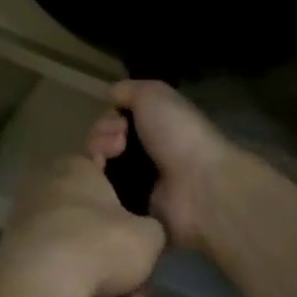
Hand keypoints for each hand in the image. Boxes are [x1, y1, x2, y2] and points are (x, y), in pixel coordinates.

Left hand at [0, 155, 166, 296]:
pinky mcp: (15, 259)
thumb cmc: (100, 244)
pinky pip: (58, 272)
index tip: (128, 158)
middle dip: (119, 250)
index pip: (100, 148)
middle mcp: (48, 187)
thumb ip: (152, 230)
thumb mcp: (148, 237)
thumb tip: (144, 236)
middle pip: (93, 215)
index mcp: (76, 166)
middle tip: (141, 277)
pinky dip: (80, 294)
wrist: (40, 286)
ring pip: (77, 250)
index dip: (119, 152)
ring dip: (105, 282)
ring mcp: (28, 223)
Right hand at [85, 81, 238, 253]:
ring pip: (99, 163)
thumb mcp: (153, 94)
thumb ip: (128, 90)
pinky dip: (98, 181)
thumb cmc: (178, 134)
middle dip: (101, 135)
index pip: (115, 119)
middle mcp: (146, 150)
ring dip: (97, 154)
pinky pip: (103, 191)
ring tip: (109, 160)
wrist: (200, 185)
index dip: (109, 117)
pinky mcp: (132, 206)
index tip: (119, 122)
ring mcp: (139, 180)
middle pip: (103, 140)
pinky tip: (103, 178)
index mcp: (155, 124)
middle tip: (119, 143)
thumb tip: (110, 95)